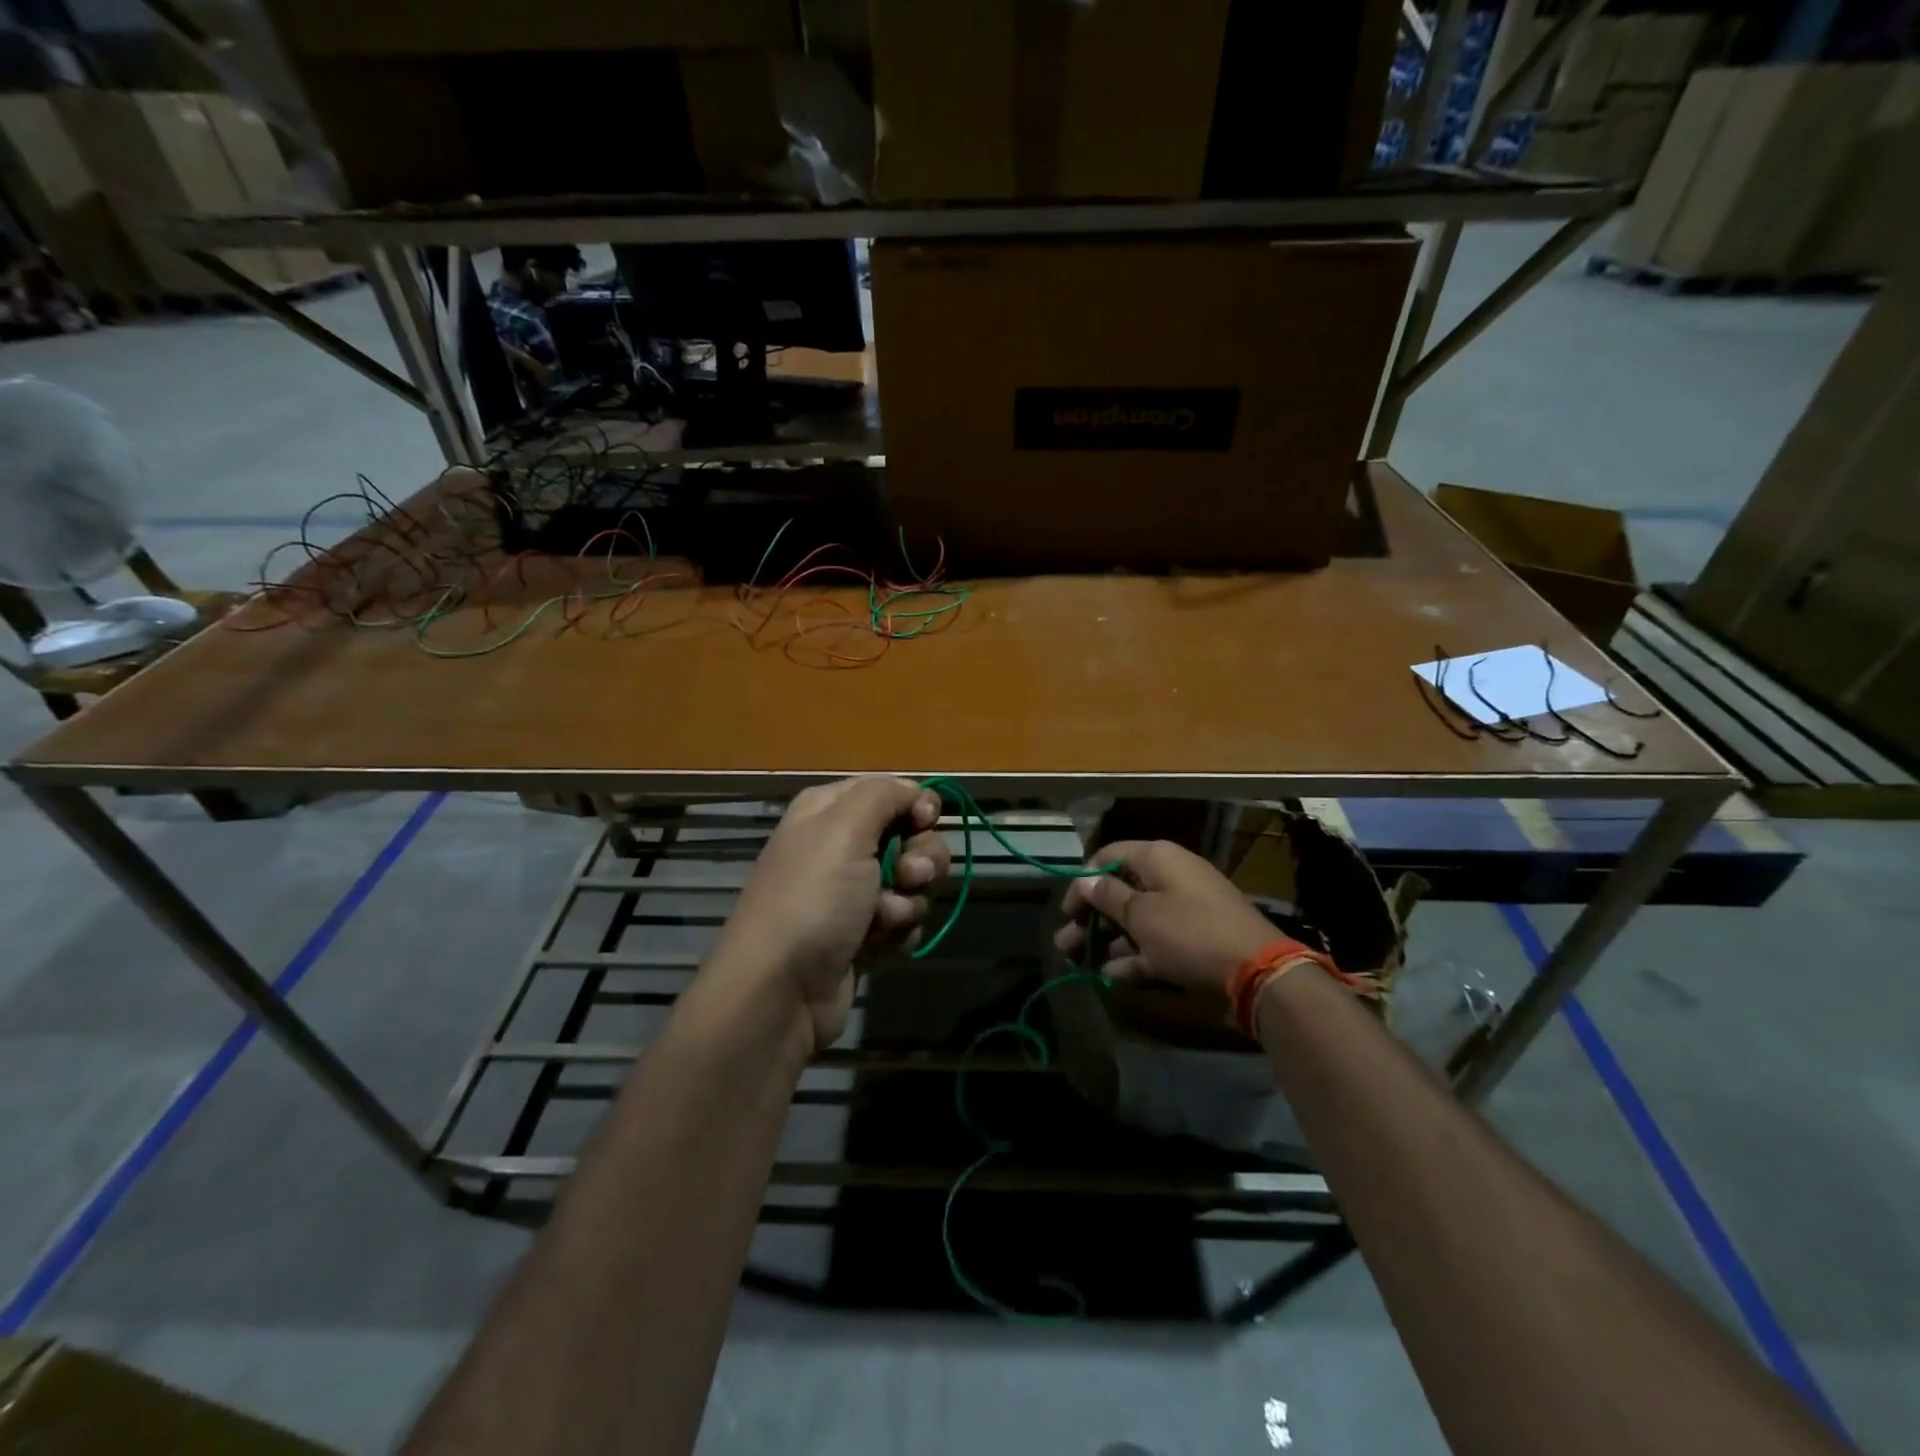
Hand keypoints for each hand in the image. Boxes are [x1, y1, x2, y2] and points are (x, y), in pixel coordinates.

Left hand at [716, 776, 949, 1050]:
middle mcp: (839, 846)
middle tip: (908, 877)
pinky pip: (903, 920)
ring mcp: (851, 893)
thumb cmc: (814, 898)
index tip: (925, 822)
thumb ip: (884, 795)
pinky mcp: (862, 934)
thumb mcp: (844, 828)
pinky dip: (899, 931)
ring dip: (909, 900)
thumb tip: (914, 792)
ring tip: (885, 920)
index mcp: (828, 811)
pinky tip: (879, 945)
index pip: (889, 791)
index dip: (916, 805)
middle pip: (910, 836)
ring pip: (912, 881)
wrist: (781, 991)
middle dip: (921, 858)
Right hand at [1054, 840, 1277, 995]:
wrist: (1257, 971)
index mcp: (1158, 858)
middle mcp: (1170, 876)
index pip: (1109, 856)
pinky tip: (1112, 975)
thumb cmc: (1189, 932)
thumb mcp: (1141, 915)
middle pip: (1120, 890)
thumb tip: (1085, 880)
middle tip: (1065, 943)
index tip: (1068, 910)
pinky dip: (1135, 955)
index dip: (1083, 881)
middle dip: (1091, 917)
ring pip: (1136, 920)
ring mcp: (1185, 909)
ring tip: (1080, 962)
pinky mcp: (1195, 939)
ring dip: (1107, 939)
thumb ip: (1108, 896)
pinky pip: (1156, 942)